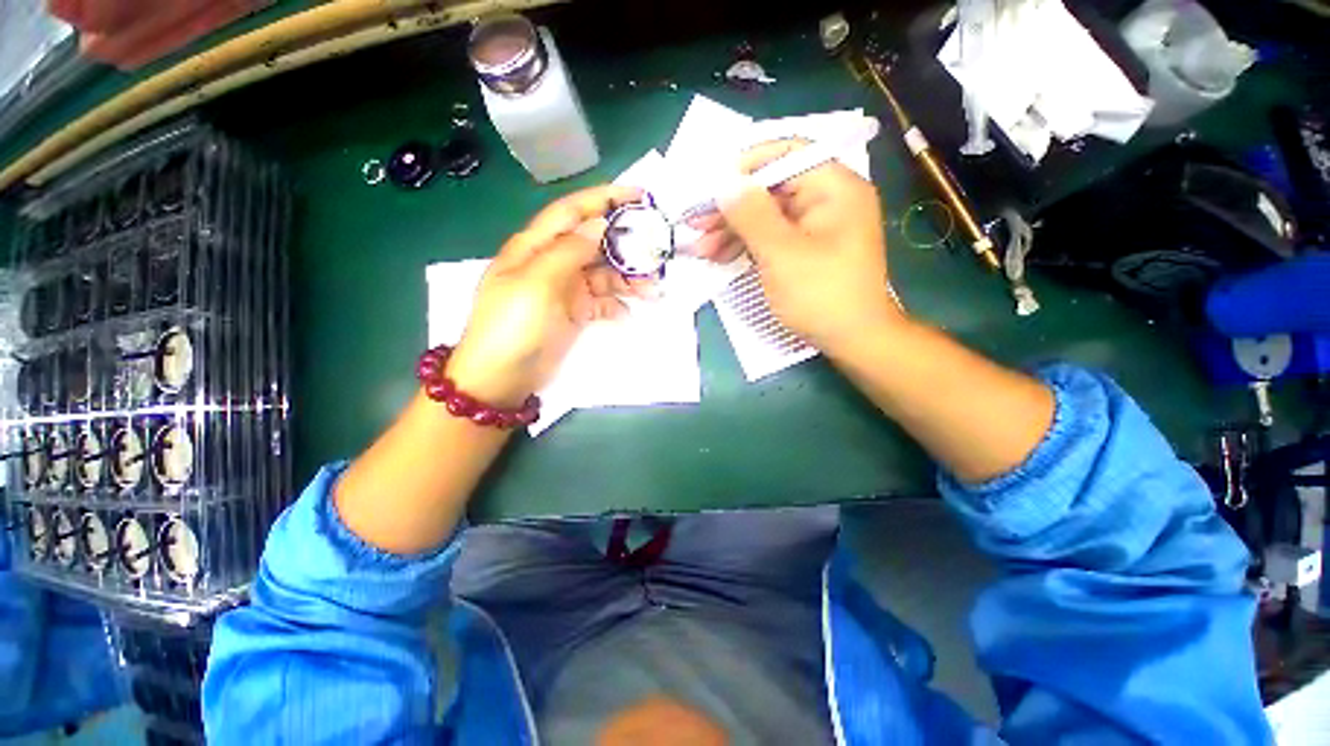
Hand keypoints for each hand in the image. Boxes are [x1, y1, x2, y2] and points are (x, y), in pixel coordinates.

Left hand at [448, 185, 647, 405]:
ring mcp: (566, 290)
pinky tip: (626, 315)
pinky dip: (617, 306)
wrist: (502, 378)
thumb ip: (568, 251)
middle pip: (595, 243)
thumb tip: (599, 224)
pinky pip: (603, 303)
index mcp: (536, 246)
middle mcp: (553, 262)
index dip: (605, 198)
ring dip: (629, 280)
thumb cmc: (513, 327)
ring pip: (604, 274)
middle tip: (658, 252)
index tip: (640, 196)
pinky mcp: (575, 314)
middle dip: (626, 245)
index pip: (573, 210)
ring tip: (654, 291)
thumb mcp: (537, 284)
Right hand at [690, 141, 902, 354]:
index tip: (713, 186)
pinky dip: (748, 245)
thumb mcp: (780, 253)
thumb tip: (725, 182)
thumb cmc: (820, 294)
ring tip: (701, 249)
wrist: (852, 340)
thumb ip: (751, 214)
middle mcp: (828, 200)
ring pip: (768, 216)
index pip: (788, 154)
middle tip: (696, 224)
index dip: (747, 166)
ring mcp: (817, 227)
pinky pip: (774, 237)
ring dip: (733, 230)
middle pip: (772, 189)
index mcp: (834, 188)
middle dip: (732, 208)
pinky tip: (721, 256)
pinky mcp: (807, 250)